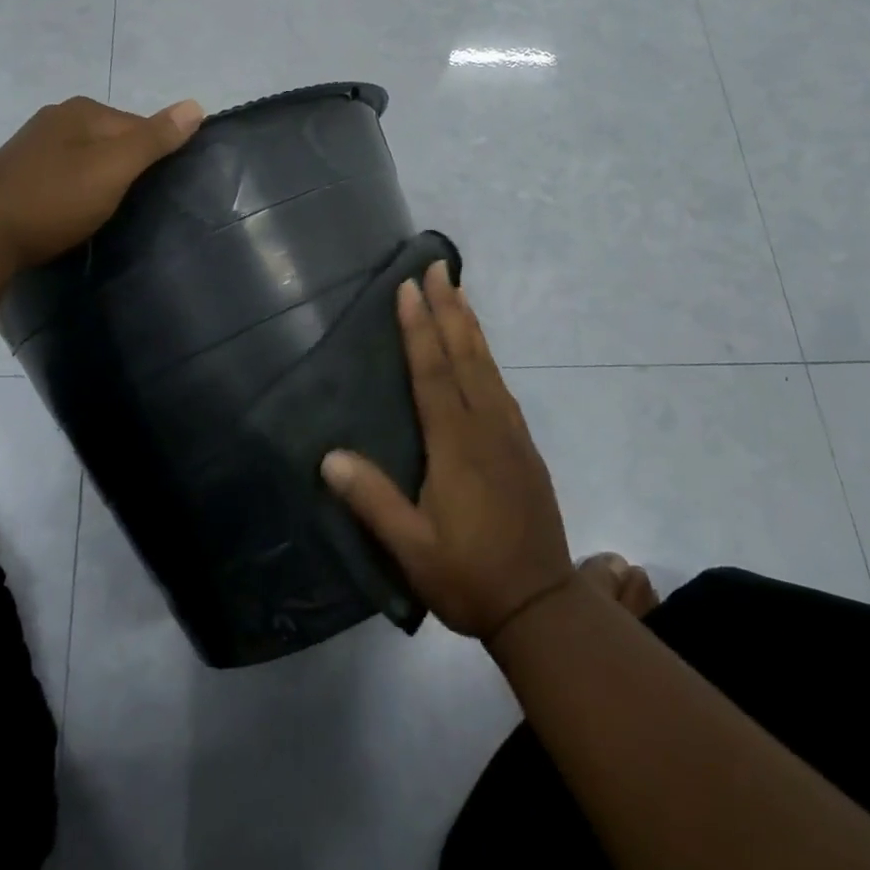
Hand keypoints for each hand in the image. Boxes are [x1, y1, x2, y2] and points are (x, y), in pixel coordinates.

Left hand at [0, 96, 202, 269]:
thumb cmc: (54, 198)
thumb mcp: (114, 168)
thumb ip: (155, 138)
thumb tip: (196, 105)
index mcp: (82, 111)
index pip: (139, 125)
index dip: (156, 156)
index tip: (162, 191)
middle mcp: (56, 118)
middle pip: (112, 141)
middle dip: (127, 168)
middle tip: (137, 207)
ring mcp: (32, 146)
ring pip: (86, 160)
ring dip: (100, 181)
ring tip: (107, 214)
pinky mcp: (16, 174)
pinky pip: (63, 177)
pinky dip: (75, 192)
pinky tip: (73, 214)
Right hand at [321, 261, 575, 641]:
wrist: (541, 605)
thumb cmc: (469, 575)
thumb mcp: (412, 549)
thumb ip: (373, 501)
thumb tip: (328, 457)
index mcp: (457, 445)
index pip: (433, 372)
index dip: (419, 328)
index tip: (409, 287)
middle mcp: (487, 427)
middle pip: (466, 354)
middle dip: (450, 307)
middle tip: (439, 265)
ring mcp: (510, 434)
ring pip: (488, 365)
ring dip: (470, 324)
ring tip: (457, 290)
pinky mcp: (523, 446)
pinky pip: (501, 384)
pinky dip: (486, 354)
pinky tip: (479, 349)